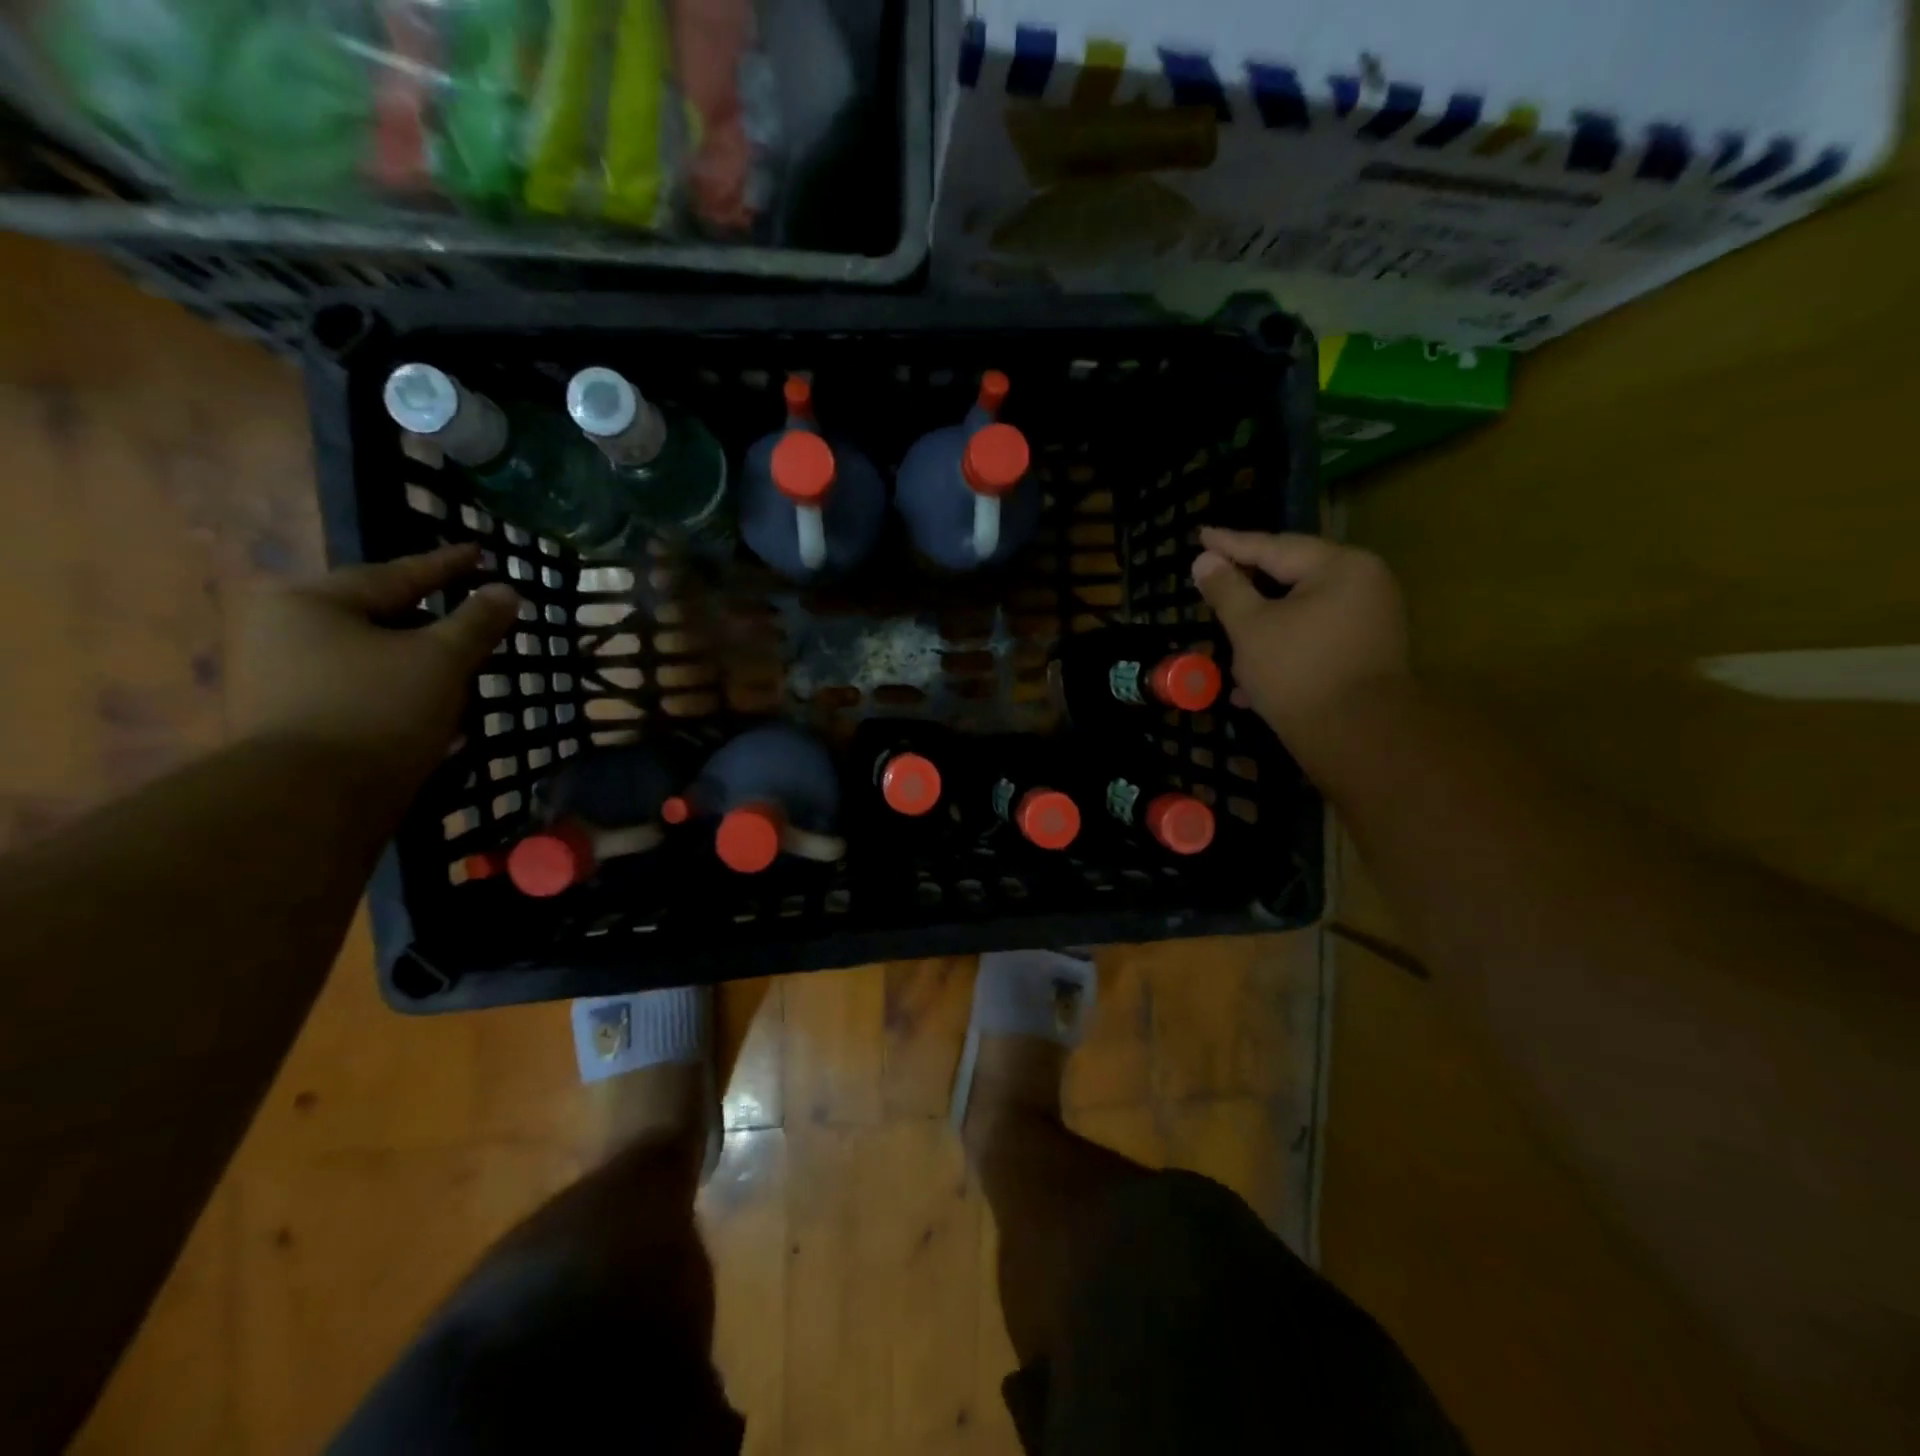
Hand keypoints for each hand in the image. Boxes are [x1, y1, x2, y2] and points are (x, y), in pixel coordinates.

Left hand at [233, 543, 520, 785]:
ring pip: (368, 655)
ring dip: (417, 659)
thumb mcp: (442, 660)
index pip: (396, 575)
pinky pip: (357, 687)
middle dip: (430, 619)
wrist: (311, 799)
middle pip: (376, 614)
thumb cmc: (379, 710)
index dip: (446, 566)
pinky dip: (397, 688)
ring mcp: (278, 676)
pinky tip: (431, 704)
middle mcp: (281, 629)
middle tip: (472, 615)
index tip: (480, 552)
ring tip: (460, 664)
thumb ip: (476, 622)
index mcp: (312, 601)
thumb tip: (506, 590)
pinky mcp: (288, 718)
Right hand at [1191, 528, 1410, 776]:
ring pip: (1300, 613)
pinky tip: (1250, 681)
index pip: (1274, 547)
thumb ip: (1226, 589)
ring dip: (1261, 626)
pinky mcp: (1366, 653)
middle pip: (1292, 577)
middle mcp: (1363, 584)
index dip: (1231, 544)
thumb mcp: (1250, 627)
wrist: (1357, 737)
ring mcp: (1370, 620)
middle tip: (1212, 579)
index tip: (1201, 534)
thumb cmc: (1298, 672)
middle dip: (1248, 588)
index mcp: (1339, 567)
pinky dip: (1282, 649)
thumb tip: (1204, 560)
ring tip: (1226, 633)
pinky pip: (1314, 638)